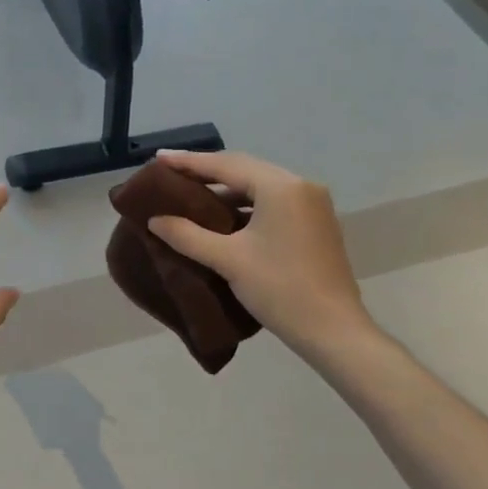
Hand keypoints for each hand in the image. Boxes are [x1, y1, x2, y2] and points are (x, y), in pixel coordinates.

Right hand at [147, 150, 373, 356]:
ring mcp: (312, 204)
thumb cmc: (279, 289)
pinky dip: (245, 202)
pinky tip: (223, 213)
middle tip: (171, 171)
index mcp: (280, 187)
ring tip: (191, 191)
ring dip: (226, 188)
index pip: (226, 165)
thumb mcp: (227, 260)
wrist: (332, 330)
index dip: (189, 162)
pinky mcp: (315, 222)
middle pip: (244, 169)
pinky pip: (273, 200)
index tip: (158, 158)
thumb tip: (154, 220)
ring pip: (259, 185)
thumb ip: (187, 235)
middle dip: (207, 170)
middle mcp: (300, 186)